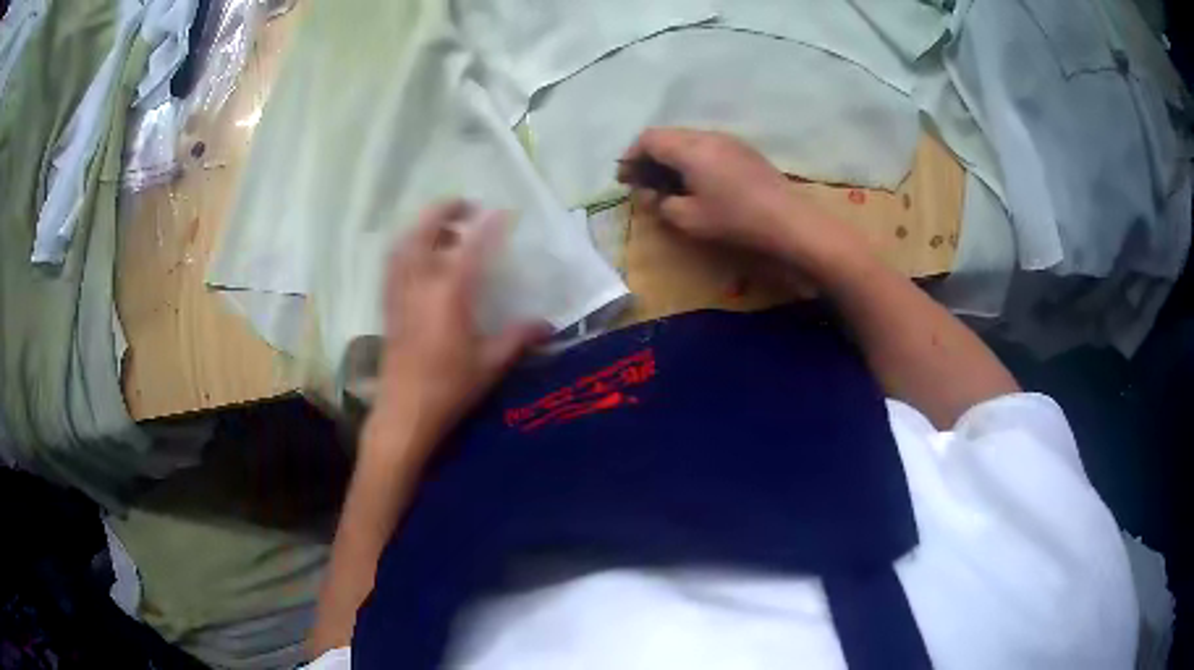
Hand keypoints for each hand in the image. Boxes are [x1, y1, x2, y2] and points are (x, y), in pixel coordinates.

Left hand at [367, 200, 548, 461]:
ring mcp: (399, 293)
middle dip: (443, 211)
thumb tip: (548, 325)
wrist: (405, 412)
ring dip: (422, 226)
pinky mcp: (388, 305)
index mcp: (450, 294)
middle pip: (424, 232)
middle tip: (465, 206)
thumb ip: (518, 338)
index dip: (487, 225)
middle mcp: (420, 284)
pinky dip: (405, 248)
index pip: (470, 247)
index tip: (501, 211)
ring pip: (404, 244)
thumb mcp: (490, 364)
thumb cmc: (449, 388)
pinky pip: (392, 264)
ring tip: (443, 228)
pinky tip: (418, 256)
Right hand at [618, 128, 864, 276]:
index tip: (625, 178)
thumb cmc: (735, 219)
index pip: (649, 138)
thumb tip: (647, 193)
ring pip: (687, 139)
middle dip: (649, 156)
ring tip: (668, 183)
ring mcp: (728, 140)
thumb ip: (660, 203)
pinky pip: (706, 145)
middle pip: (667, 135)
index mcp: (689, 148)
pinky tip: (696, 181)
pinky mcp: (743, 150)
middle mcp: (706, 135)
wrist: (788, 220)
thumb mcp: (689, 218)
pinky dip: (691, 157)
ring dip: (671, 156)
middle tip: (642, 181)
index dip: (631, 156)